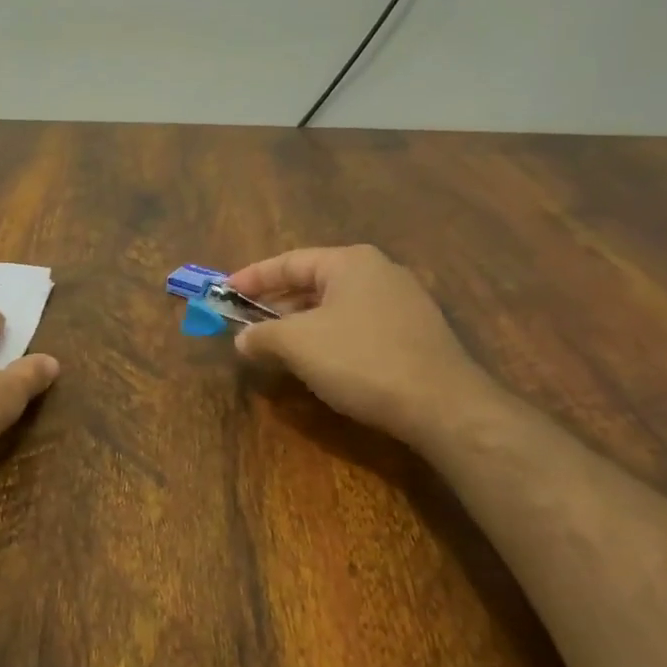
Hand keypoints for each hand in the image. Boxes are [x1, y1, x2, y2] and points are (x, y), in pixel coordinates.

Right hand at [227, 245, 495, 445]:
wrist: (443, 405)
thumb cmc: (361, 360)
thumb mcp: (298, 345)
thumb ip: (262, 335)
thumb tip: (242, 340)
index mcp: (350, 261)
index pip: (288, 261)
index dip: (252, 278)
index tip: (223, 293)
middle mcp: (379, 272)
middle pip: (312, 282)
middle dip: (275, 304)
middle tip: (245, 323)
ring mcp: (402, 302)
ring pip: (335, 306)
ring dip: (300, 324)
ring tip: (275, 346)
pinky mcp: (415, 333)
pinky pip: (357, 326)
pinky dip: (328, 337)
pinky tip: (317, 363)